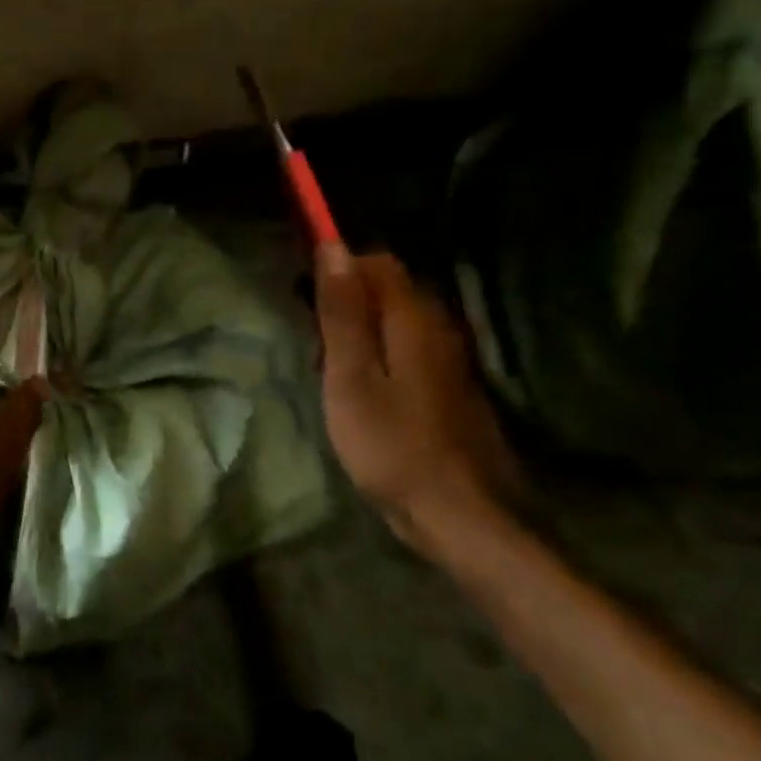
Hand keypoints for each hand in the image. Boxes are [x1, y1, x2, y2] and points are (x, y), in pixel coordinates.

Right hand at [315, 243, 517, 557]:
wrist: (456, 513)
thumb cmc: (390, 443)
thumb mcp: (351, 376)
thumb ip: (342, 312)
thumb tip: (333, 247)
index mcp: (414, 319)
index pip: (377, 263)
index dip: (338, 268)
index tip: (303, 298)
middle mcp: (438, 329)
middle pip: (387, 290)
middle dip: (344, 302)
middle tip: (313, 342)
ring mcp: (447, 360)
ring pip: (394, 321)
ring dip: (357, 331)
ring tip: (328, 370)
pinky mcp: (446, 388)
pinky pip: (406, 349)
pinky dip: (376, 356)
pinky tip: (358, 391)